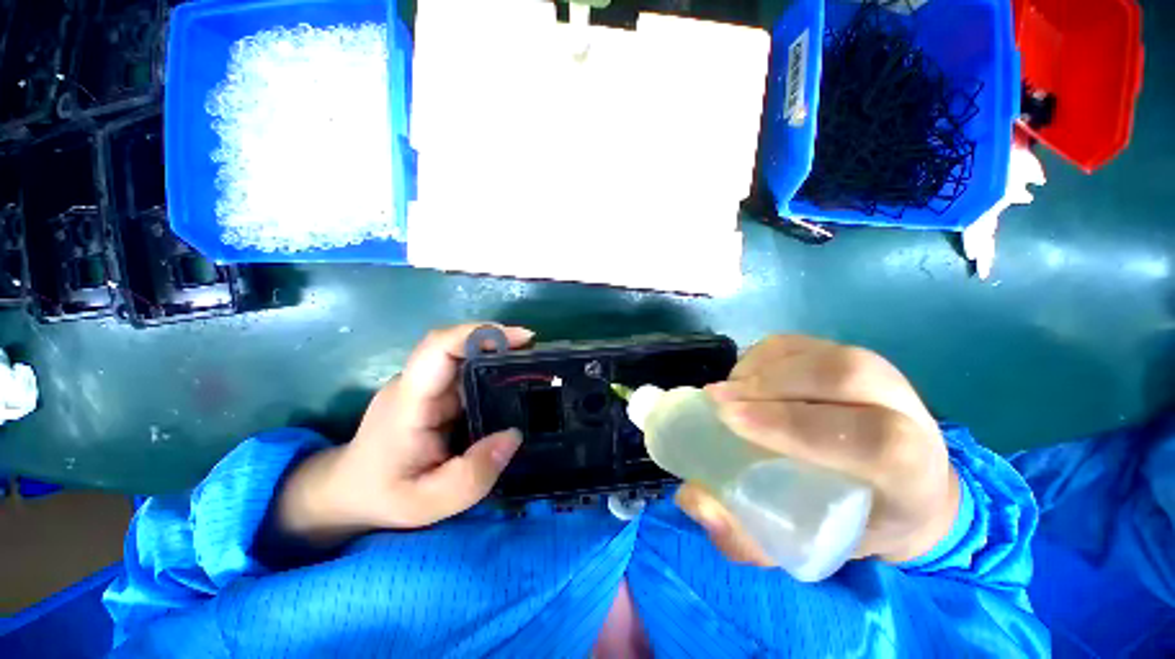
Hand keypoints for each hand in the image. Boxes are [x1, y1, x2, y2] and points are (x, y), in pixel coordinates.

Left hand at [275, 324, 532, 547]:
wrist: (346, 493)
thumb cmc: (382, 496)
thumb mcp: (427, 503)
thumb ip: (472, 476)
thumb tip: (514, 435)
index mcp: (410, 401)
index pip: (438, 347)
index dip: (479, 333)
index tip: (521, 338)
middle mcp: (418, 384)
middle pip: (457, 345)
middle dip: (500, 342)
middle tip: (538, 355)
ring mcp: (426, 387)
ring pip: (464, 357)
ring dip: (499, 355)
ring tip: (534, 368)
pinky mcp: (435, 394)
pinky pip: (467, 373)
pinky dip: (494, 371)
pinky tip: (515, 384)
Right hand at [675, 336, 958, 565]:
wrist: (907, 484)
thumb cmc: (855, 519)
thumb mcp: (807, 547)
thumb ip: (747, 536)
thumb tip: (695, 500)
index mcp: (911, 472)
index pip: (867, 440)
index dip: (793, 425)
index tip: (731, 422)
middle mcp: (906, 411)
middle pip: (841, 377)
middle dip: (768, 385)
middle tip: (715, 400)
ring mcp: (878, 375)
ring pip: (816, 355)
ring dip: (759, 369)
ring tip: (726, 392)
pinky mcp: (846, 355)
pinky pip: (797, 345)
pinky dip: (760, 357)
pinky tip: (743, 379)